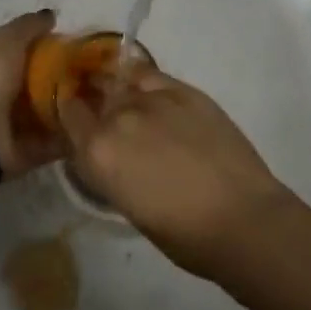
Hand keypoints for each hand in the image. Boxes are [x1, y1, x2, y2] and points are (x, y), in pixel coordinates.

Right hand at [56, 69, 293, 277]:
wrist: (240, 218)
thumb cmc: (183, 234)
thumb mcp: (128, 205)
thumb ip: (110, 169)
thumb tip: (111, 153)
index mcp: (97, 151)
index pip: (69, 114)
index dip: (71, 112)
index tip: (76, 115)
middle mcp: (117, 117)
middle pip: (96, 96)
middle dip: (95, 100)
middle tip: (103, 110)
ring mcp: (152, 99)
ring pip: (123, 82)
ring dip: (118, 88)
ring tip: (124, 94)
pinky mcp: (184, 91)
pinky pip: (151, 75)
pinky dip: (142, 78)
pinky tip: (146, 85)